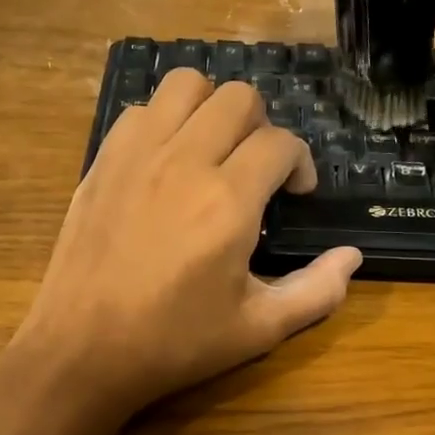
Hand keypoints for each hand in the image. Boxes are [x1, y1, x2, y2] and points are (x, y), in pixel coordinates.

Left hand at [4, 70, 362, 429]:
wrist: (83, 349)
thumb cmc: (174, 343)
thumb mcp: (256, 330)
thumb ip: (314, 292)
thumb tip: (351, 258)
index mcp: (229, 201)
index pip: (280, 143)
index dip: (300, 162)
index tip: (297, 192)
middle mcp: (185, 161)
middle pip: (238, 97)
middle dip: (262, 125)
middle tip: (258, 168)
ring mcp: (137, 155)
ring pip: (185, 85)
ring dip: (210, 107)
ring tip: (213, 148)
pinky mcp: (102, 161)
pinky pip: (140, 110)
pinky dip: (163, 120)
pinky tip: (166, 160)